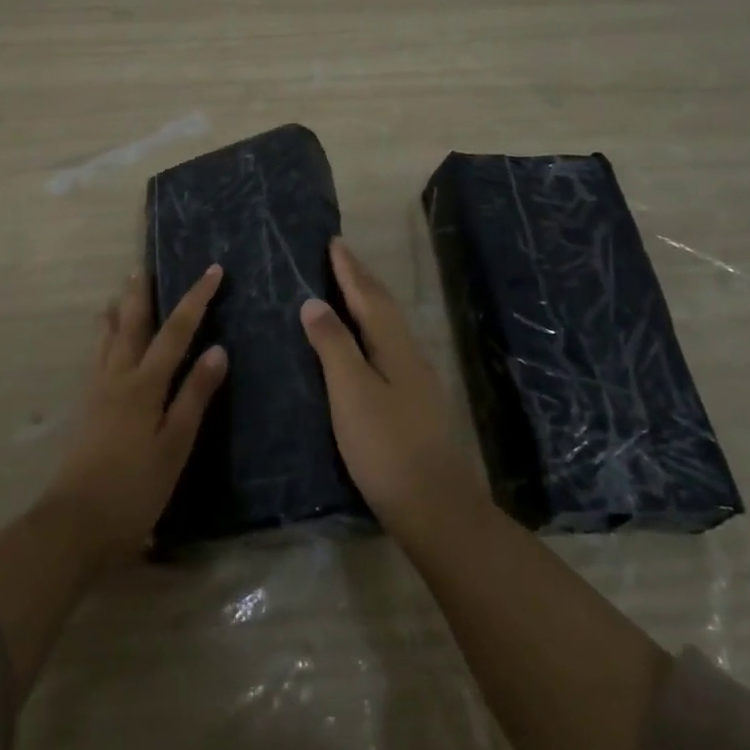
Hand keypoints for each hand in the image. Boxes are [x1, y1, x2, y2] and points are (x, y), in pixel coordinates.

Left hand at [44, 265, 227, 563]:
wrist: (74, 523)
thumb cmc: (134, 488)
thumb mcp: (175, 446)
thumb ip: (194, 396)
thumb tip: (217, 350)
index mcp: (145, 384)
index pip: (176, 330)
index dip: (195, 299)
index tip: (212, 271)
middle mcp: (118, 377)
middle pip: (132, 324)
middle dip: (142, 294)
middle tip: (144, 266)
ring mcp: (97, 391)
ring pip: (107, 339)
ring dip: (117, 312)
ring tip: (119, 293)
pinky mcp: (86, 409)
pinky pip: (96, 358)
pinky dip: (103, 338)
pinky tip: (103, 344)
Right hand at [300, 239, 485, 539]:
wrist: (435, 507)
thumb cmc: (387, 446)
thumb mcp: (351, 392)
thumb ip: (333, 345)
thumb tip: (314, 301)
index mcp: (394, 346)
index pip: (367, 296)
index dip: (349, 270)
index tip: (333, 241)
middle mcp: (409, 355)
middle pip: (383, 307)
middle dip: (361, 280)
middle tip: (340, 257)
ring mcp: (416, 381)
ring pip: (388, 328)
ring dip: (368, 303)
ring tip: (347, 291)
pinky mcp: (413, 404)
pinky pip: (388, 347)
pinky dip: (370, 331)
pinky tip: (363, 346)